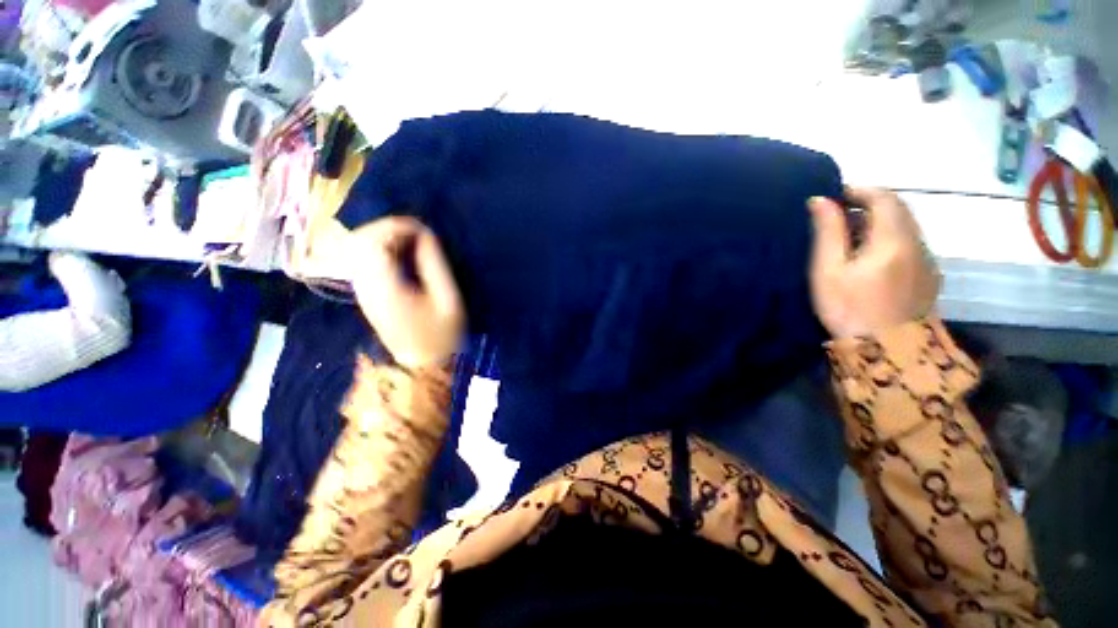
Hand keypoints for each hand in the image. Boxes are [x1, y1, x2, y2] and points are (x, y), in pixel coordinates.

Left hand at [348, 217, 464, 367]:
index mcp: (384, 286)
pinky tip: (403, 253)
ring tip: (413, 240)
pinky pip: (364, 258)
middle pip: (360, 239)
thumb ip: (436, 266)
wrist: (419, 363)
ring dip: (384, 236)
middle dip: (388, 227)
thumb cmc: (439, 335)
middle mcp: (365, 283)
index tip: (424, 228)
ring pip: (359, 246)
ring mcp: (362, 288)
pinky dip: (381, 248)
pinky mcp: (366, 291)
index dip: (397, 226)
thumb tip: (427, 236)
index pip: (375, 241)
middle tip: (418, 232)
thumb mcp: (448, 301)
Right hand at [808, 187, 939, 337]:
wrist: (888, 353)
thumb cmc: (849, 309)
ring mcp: (927, 261)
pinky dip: (891, 237)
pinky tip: (872, 255)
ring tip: (851, 235)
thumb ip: (827, 232)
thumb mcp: (828, 270)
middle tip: (840, 214)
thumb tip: (820, 200)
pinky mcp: (929, 277)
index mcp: (893, 240)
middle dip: (870, 203)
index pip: (884, 197)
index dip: (859, 190)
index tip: (835, 196)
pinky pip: (911, 244)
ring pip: (907, 226)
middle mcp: (917, 244)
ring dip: (881, 220)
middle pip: (899, 208)